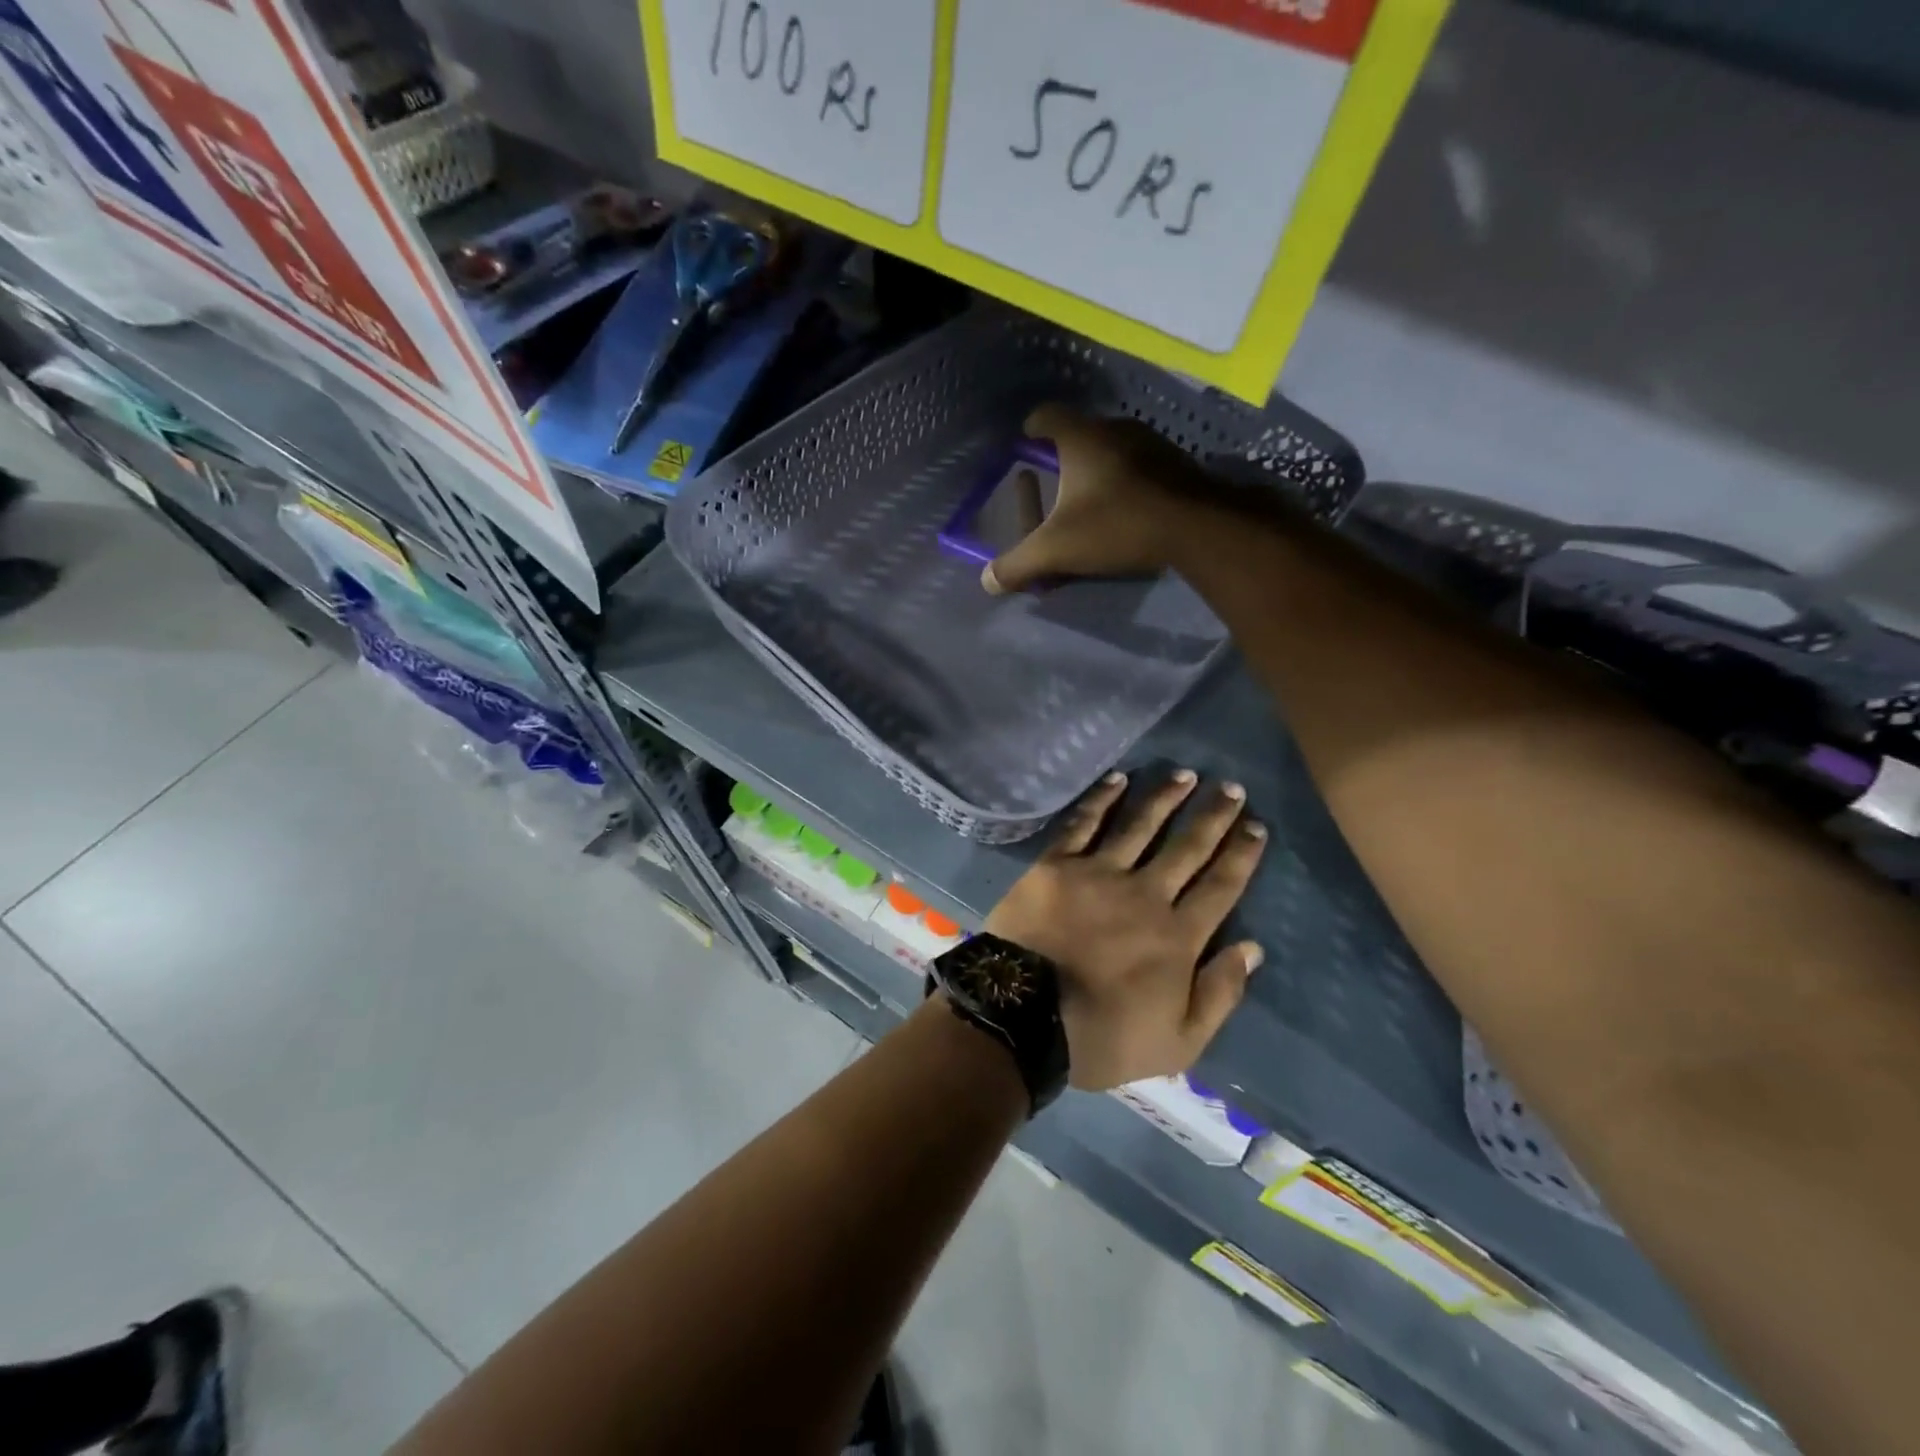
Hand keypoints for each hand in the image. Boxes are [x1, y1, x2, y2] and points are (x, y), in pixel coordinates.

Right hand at [981, 405, 1214, 595]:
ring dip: (1096, 470)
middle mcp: (1115, 428)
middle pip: (1078, 434)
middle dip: (1062, 457)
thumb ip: (1018, 564)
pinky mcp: (1176, 463)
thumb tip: (987, 582)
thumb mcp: (1058, 549)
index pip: (1045, 416)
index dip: (1030, 430)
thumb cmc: (1117, 525)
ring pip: (1111, 449)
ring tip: (1088, 500)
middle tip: (1051, 483)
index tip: (1023, 449)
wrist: (1198, 526)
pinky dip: (1125, 481)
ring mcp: (1150, 442)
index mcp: (1081, 438)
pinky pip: (1138, 465)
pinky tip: (1125, 509)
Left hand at [984, 769, 1267, 1089]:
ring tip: (1186, 774)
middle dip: (1213, 816)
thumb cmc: (1101, 1037)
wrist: (1023, 1017)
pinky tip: (1118, 778)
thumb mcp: (1178, 1043)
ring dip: (1165, 797)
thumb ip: (1219, 994)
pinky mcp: (1057, 865)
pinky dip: (1102, 799)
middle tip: (1232, 788)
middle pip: (1188, 847)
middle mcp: (1146, 894)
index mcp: (1178, 936)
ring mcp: (1099, 874)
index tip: (1255, 827)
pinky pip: (1084, 824)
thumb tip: (1252, 948)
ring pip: (1141, 825)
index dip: (1241, 855)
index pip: (1220, 886)